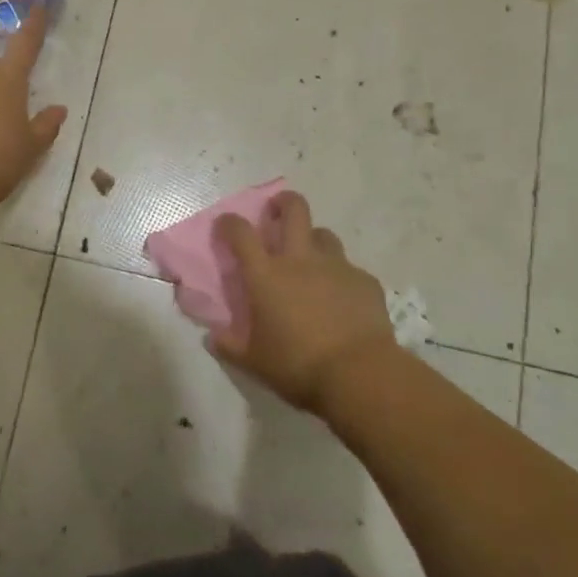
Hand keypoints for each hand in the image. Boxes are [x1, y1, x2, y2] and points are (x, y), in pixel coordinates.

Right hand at [211, 191, 397, 415]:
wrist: (360, 374)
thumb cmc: (298, 365)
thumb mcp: (254, 362)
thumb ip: (230, 346)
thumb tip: (212, 338)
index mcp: (266, 275)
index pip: (241, 233)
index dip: (230, 223)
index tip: (226, 224)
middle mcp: (300, 260)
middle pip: (294, 210)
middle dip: (283, 202)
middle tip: (277, 211)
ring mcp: (336, 266)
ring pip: (324, 234)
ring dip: (313, 240)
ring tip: (311, 259)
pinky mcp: (364, 281)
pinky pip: (350, 269)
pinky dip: (341, 277)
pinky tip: (342, 298)